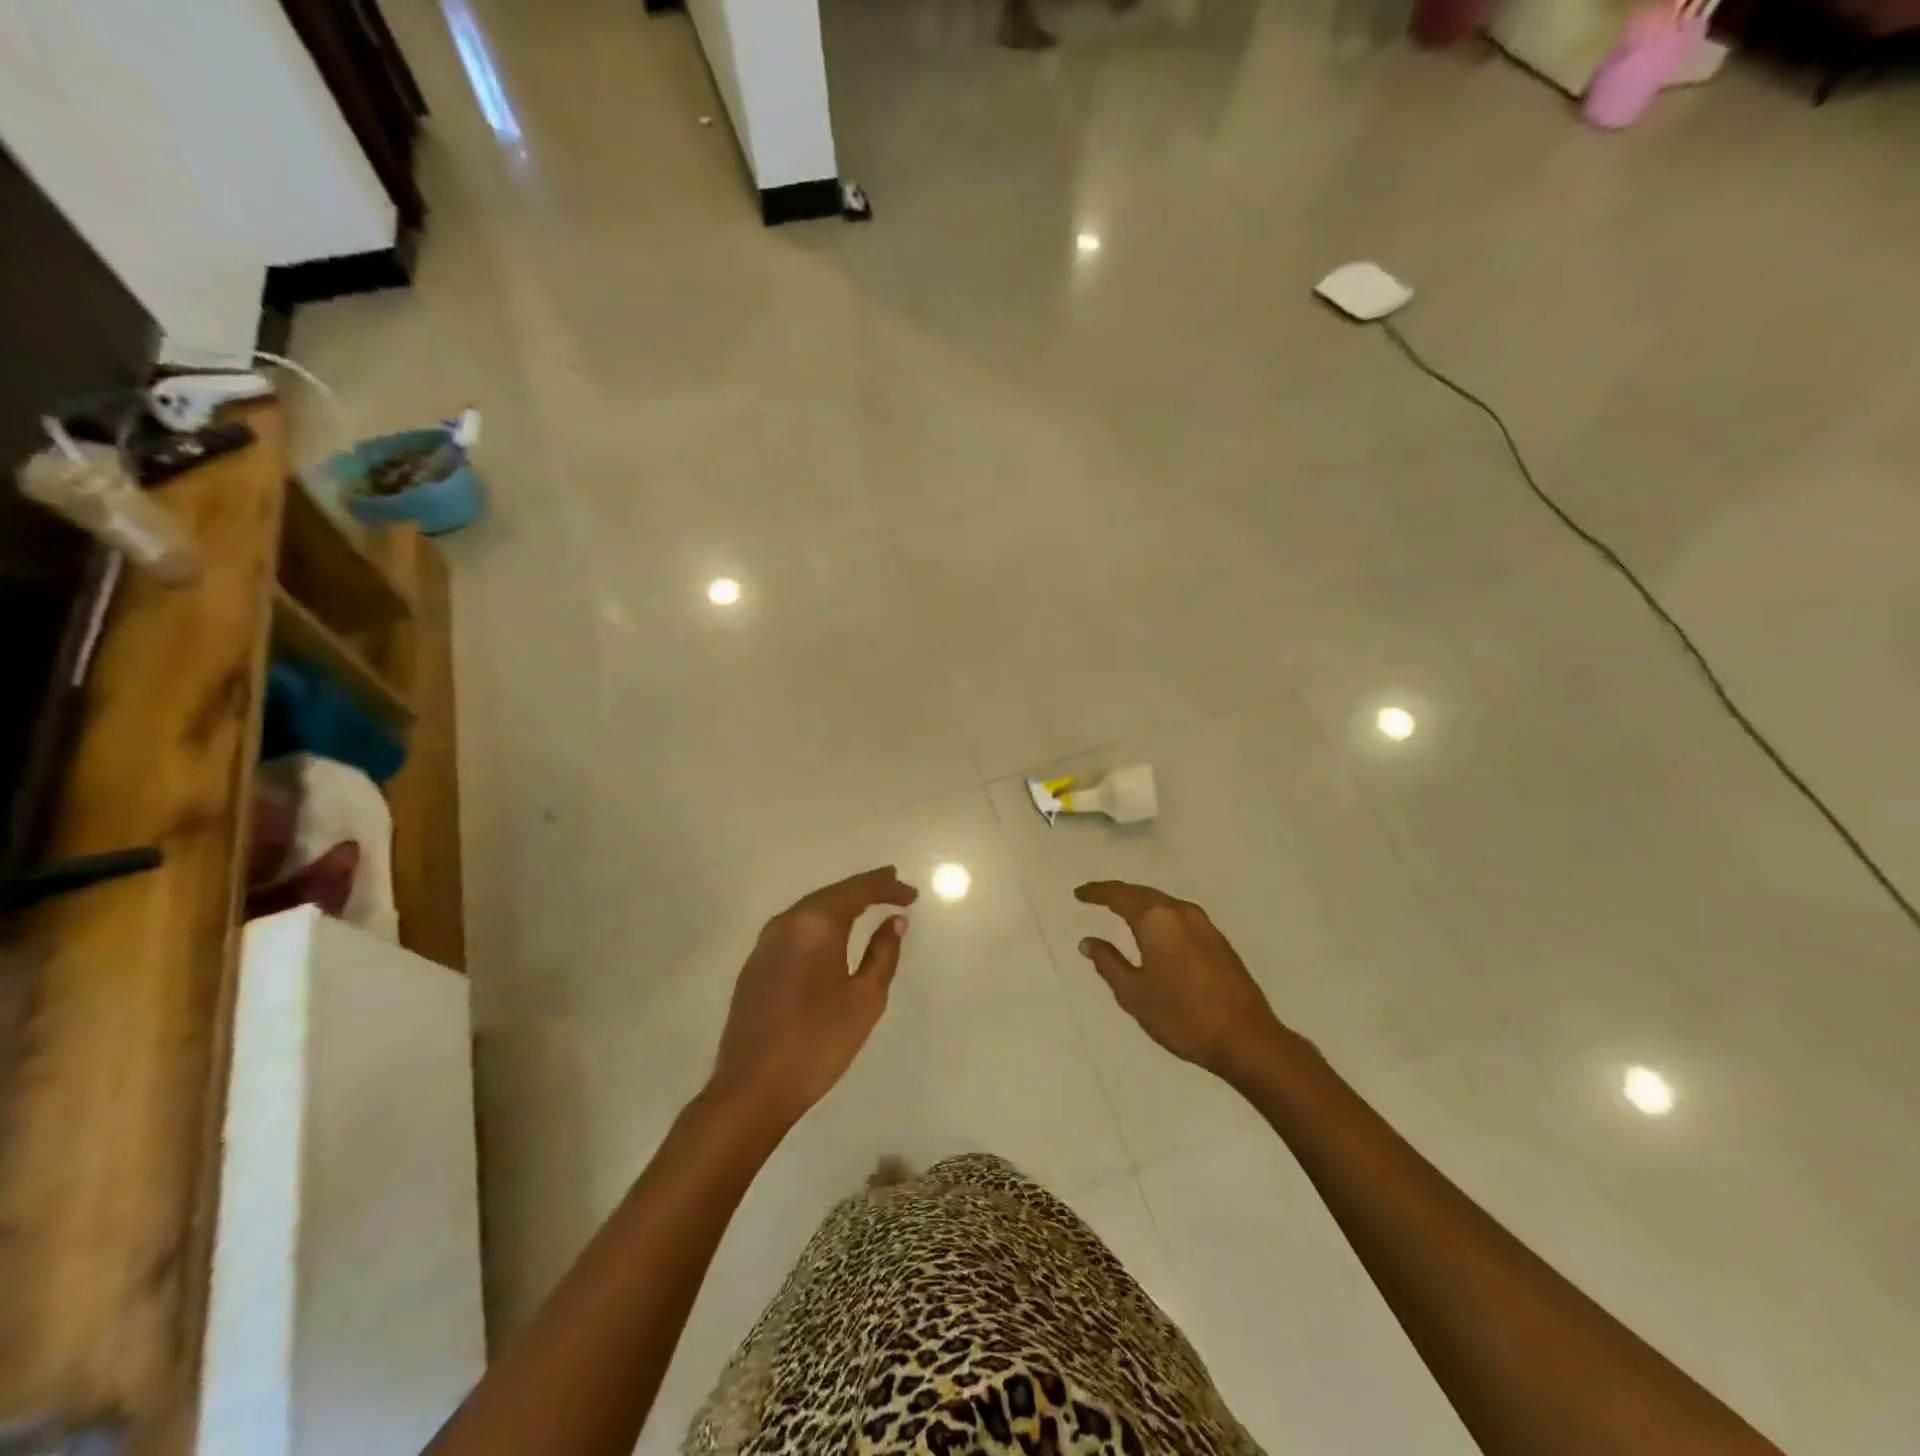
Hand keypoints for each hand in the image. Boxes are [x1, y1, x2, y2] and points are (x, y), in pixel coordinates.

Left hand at [709, 866, 918, 1127]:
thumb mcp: (865, 999)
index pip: (857, 891)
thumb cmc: (818, 1042)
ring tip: (867, 904)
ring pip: (809, 911)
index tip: (912, 894)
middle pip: (831, 894)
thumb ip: (883, 953)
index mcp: (815, 925)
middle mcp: (786, 923)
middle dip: (863, 889)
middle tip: (892, 886)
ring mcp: (765, 944)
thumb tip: (894, 921)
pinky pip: (794, 930)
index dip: (887, 887)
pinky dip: (819, 924)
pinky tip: (831, 935)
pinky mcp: (754, 965)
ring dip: (840, 905)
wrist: (751, 1089)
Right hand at [1075, 881, 1287, 1081]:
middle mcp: (1181, 912)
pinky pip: (1178, 916)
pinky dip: (1159, 916)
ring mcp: (1204, 924)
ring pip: (1163, 903)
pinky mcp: (1218, 940)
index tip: (1079, 894)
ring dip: (1140, 904)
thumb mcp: (1134, 993)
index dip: (1097, 893)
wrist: (1246, 1039)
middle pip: (1142, 893)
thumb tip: (1088, 941)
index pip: (1119, 895)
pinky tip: (1153, 931)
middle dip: (1117, 894)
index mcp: (1157, 919)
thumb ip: (1108, 962)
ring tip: (1120, 911)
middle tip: (1095, 898)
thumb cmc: (1182, 1016)